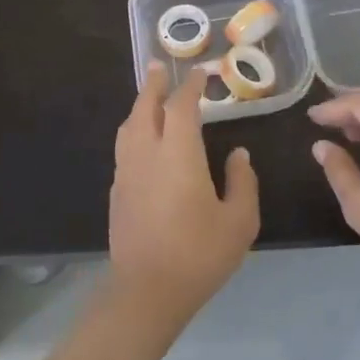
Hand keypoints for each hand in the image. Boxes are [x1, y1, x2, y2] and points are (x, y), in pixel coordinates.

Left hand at [109, 63, 259, 323]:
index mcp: (178, 155)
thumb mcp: (239, 221)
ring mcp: (127, 173)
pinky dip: (133, 130)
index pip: (181, 107)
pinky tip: (142, 139)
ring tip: (150, 96)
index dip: (191, 87)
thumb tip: (238, 154)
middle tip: (161, 67)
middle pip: (145, 107)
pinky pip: (124, 147)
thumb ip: (242, 182)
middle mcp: (147, 154)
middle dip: (154, 85)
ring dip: (140, 105)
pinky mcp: (117, 192)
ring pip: (129, 126)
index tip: (201, 73)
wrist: (147, 292)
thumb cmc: (199, 254)